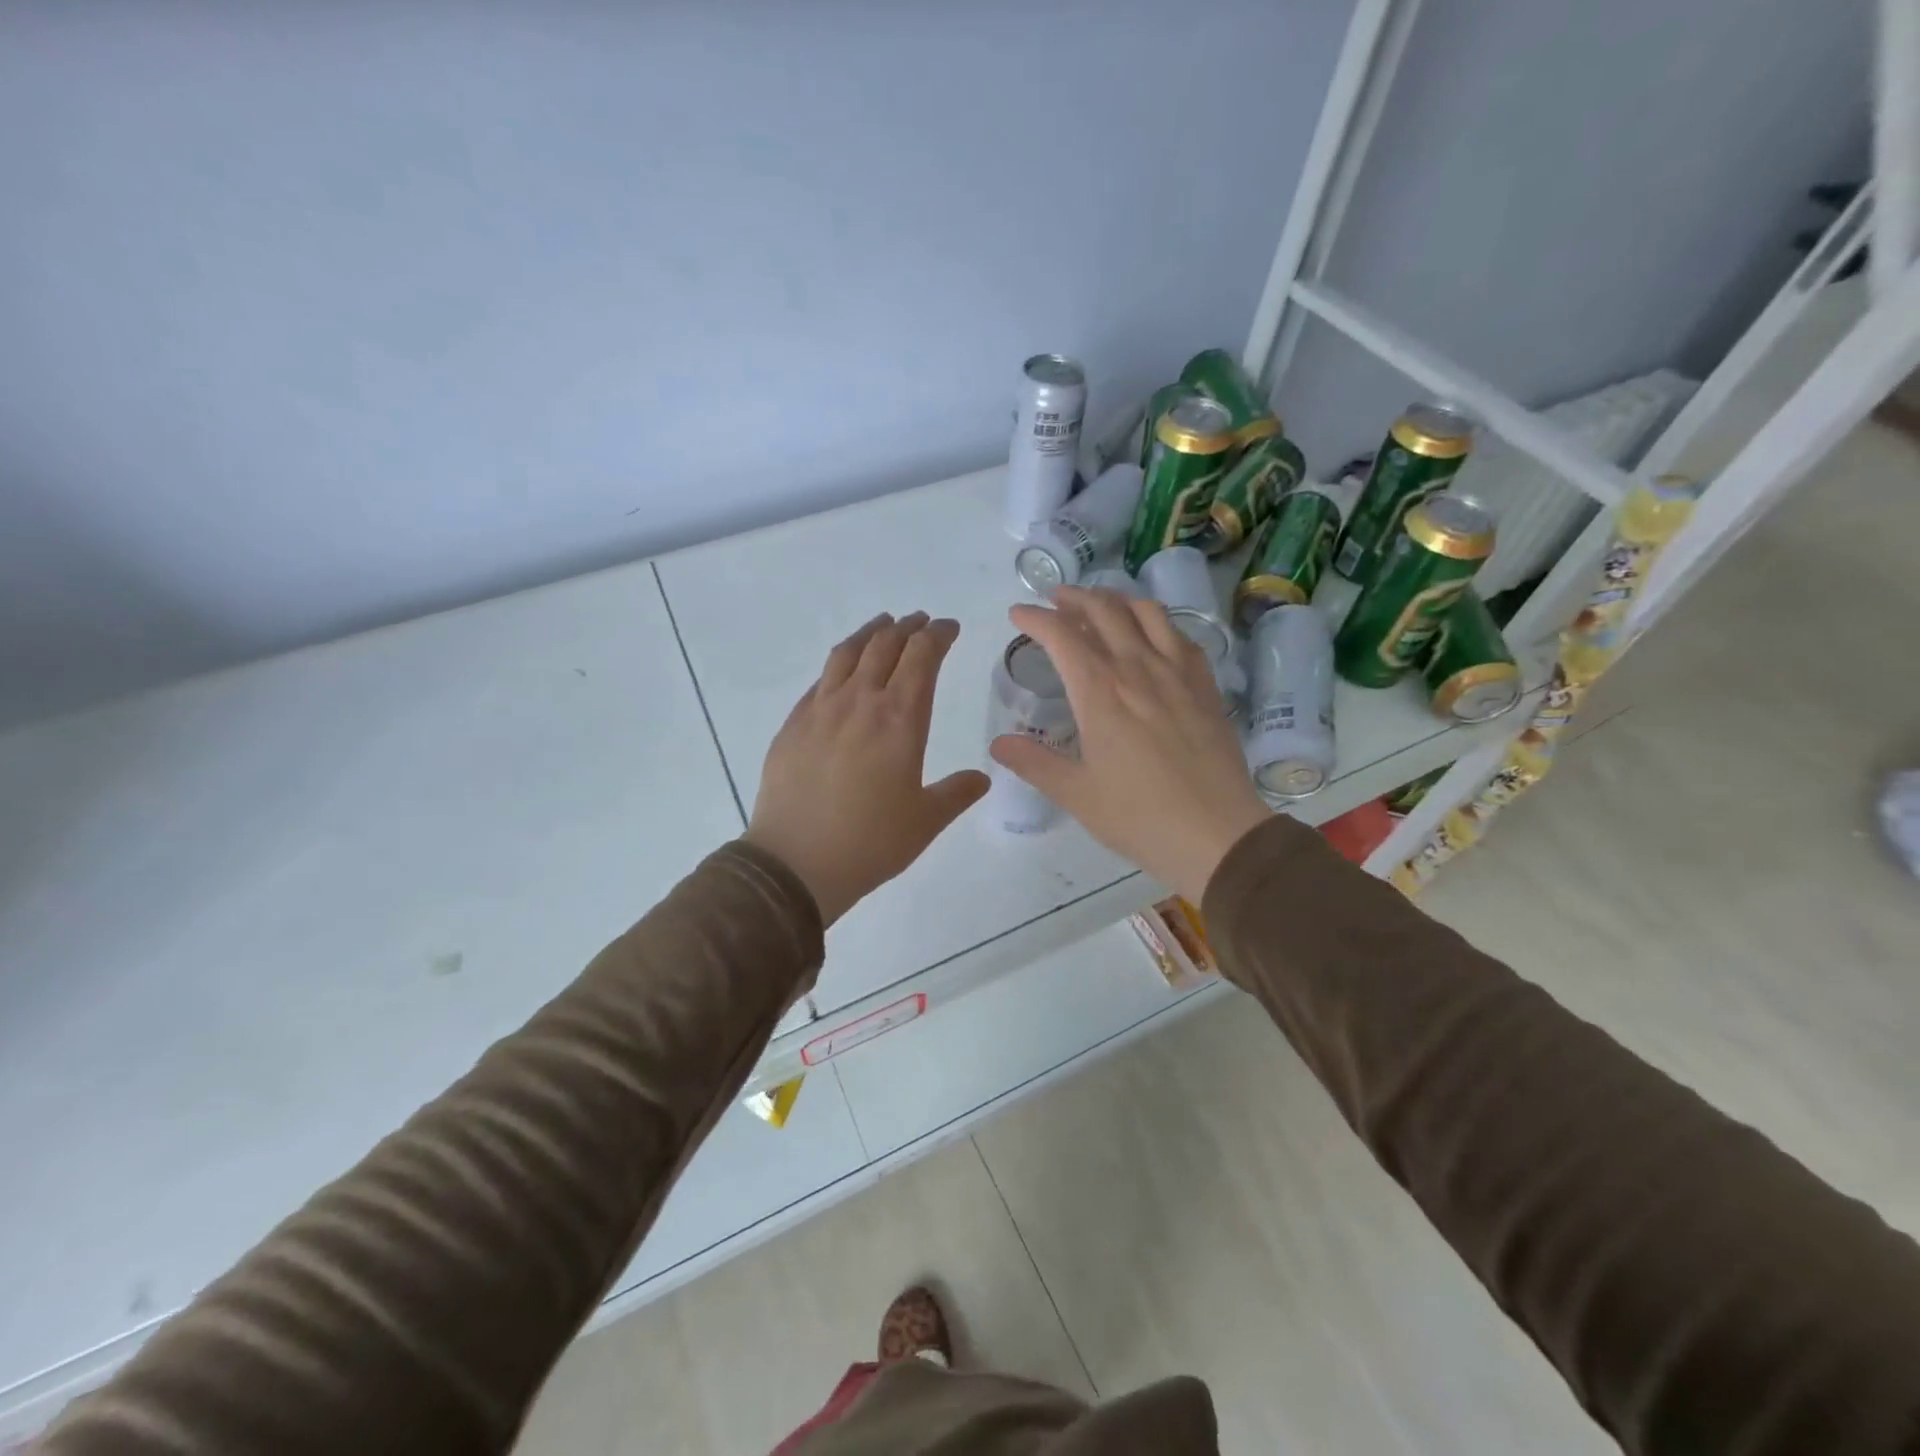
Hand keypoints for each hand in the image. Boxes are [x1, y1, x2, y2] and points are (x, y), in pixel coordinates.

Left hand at [747, 612, 989, 926]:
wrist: (796, 863)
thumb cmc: (871, 842)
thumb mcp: (926, 821)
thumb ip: (957, 793)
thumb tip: (981, 779)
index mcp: (900, 718)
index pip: (922, 655)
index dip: (938, 634)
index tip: (949, 628)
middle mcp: (860, 701)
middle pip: (885, 644)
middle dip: (908, 627)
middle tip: (920, 622)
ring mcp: (820, 709)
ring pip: (847, 653)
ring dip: (870, 633)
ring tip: (882, 626)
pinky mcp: (793, 724)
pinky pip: (820, 680)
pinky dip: (838, 664)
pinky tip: (842, 673)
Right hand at [990, 588, 1269, 902]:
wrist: (1216, 833)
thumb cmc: (1138, 816)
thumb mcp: (1076, 793)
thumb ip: (1034, 763)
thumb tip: (998, 743)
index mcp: (1099, 691)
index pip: (1061, 635)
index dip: (1035, 618)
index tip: (1018, 614)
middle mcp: (1137, 668)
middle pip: (1103, 611)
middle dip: (1073, 598)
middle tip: (1054, 600)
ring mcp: (1177, 672)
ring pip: (1145, 612)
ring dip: (1115, 600)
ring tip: (1099, 604)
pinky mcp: (1205, 685)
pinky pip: (1179, 635)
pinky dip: (1156, 622)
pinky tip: (1151, 634)